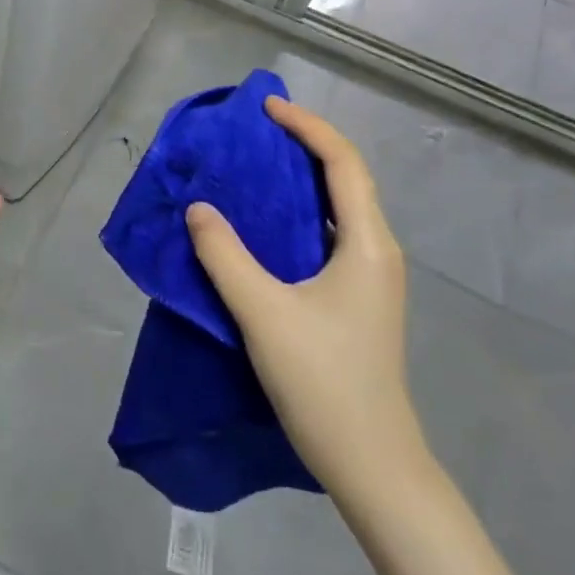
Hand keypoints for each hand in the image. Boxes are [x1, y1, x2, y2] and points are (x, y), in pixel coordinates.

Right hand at [185, 97, 427, 503]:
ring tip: (253, 169)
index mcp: (368, 244)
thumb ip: (224, 255)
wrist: (372, 464)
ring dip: (300, 181)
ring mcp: (370, 279)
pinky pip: (328, 236)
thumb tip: (198, 208)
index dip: (307, 127)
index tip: (267, 109)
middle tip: (255, 133)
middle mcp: (377, 252)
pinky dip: (298, 215)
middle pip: (346, 179)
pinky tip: (263, 227)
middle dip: (303, 146)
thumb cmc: (323, 381)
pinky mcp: (357, 300)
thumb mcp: (263, 312)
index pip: (343, 163)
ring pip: (337, 209)